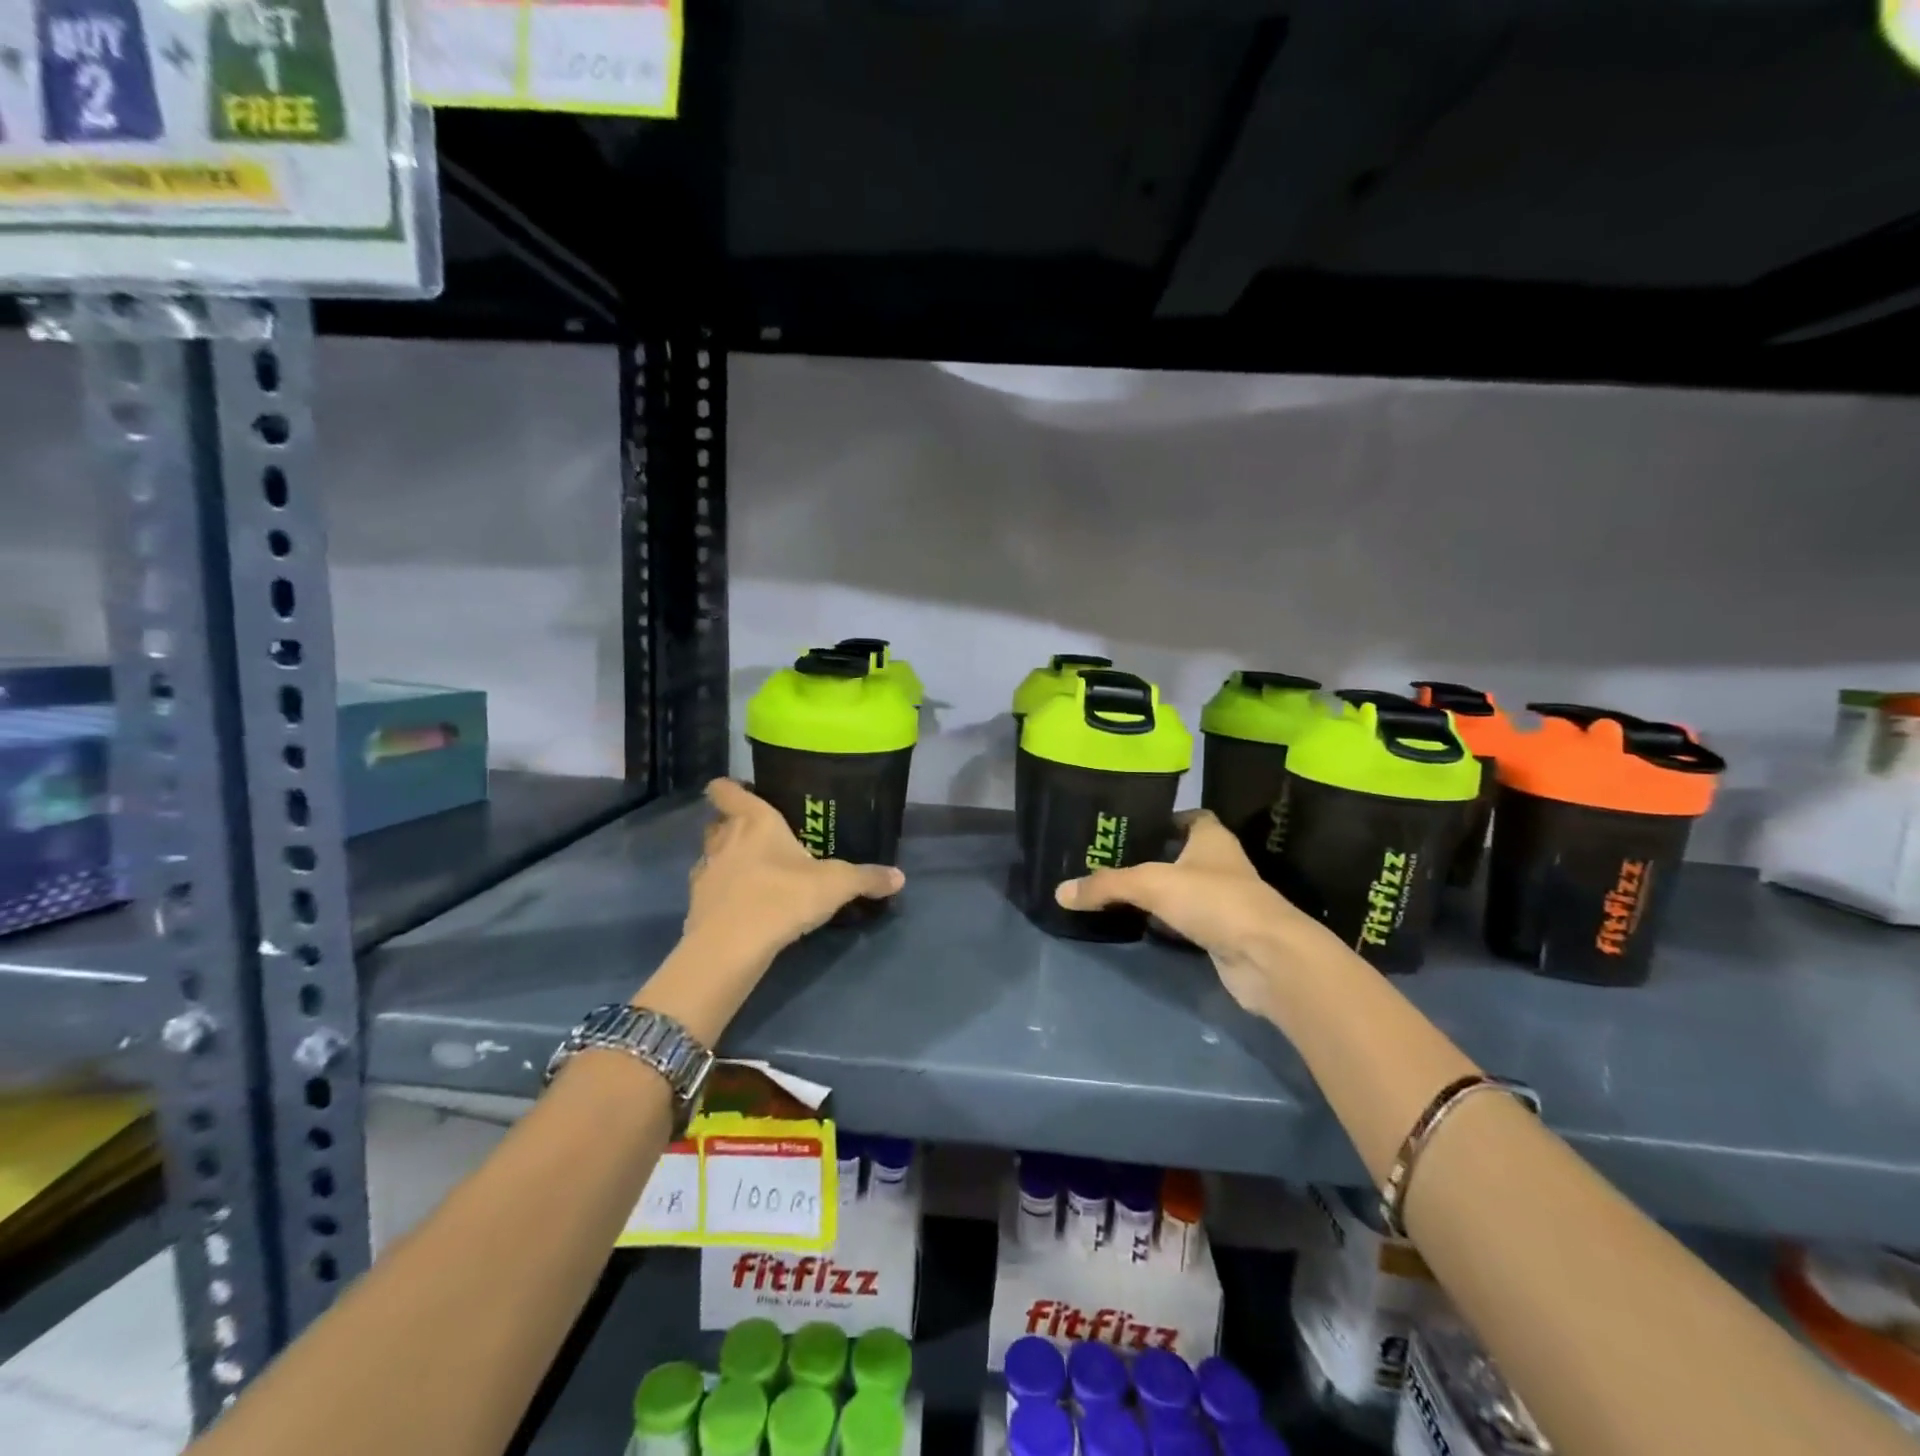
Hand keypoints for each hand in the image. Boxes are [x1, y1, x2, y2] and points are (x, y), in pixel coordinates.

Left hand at [685, 779, 905, 962]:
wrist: (732, 946)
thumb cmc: (783, 896)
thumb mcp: (836, 885)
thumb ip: (867, 878)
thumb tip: (900, 877)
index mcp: (754, 821)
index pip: (727, 790)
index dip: (729, 788)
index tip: (741, 791)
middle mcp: (724, 838)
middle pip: (718, 821)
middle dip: (733, 825)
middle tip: (760, 836)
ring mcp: (706, 871)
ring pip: (711, 853)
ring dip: (726, 858)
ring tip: (752, 871)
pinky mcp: (695, 903)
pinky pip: (708, 887)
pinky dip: (721, 891)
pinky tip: (742, 904)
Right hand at [1054, 810, 1333, 1019]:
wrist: (1266, 958)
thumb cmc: (1214, 901)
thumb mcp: (1151, 884)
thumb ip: (1106, 885)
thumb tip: (1060, 892)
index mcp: (1212, 839)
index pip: (1190, 817)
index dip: (1164, 818)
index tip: (1131, 825)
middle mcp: (1221, 865)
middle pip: (1182, 855)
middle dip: (1152, 858)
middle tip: (1110, 861)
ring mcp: (1225, 902)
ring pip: (1184, 891)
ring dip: (1159, 894)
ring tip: (1116, 892)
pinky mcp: (1223, 935)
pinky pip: (1187, 922)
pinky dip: (1167, 924)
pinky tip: (1140, 926)